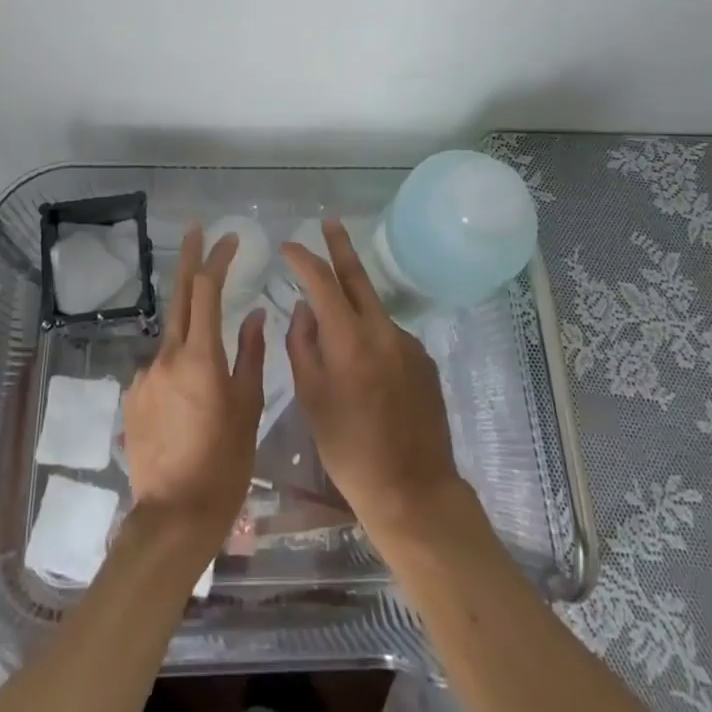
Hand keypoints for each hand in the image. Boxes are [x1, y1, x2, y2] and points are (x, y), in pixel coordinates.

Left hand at [123, 224, 265, 552]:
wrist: (173, 517)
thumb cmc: (224, 463)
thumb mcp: (248, 408)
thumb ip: (251, 355)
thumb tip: (257, 315)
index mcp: (200, 356)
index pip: (207, 289)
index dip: (217, 258)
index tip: (230, 238)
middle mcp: (167, 356)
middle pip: (179, 294)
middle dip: (190, 258)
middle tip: (197, 228)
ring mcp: (145, 375)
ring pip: (172, 336)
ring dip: (190, 327)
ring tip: (210, 362)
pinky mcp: (133, 396)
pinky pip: (160, 367)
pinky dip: (177, 365)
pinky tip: (189, 399)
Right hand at [281, 220, 463, 535]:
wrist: (413, 490)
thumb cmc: (349, 449)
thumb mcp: (311, 398)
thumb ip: (303, 345)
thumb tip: (304, 309)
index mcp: (349, 339)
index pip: (321, 281)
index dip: (303, 259)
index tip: (288, 246)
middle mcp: (382, 330)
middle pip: (358, 276)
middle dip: (341, 246)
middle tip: (330, 221)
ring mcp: (408, 343)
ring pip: (373, 309)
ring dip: (353, 302)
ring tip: (333, 324)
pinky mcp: (424, 360)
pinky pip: (389, 335)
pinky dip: (371, 335)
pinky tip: (365, 367)